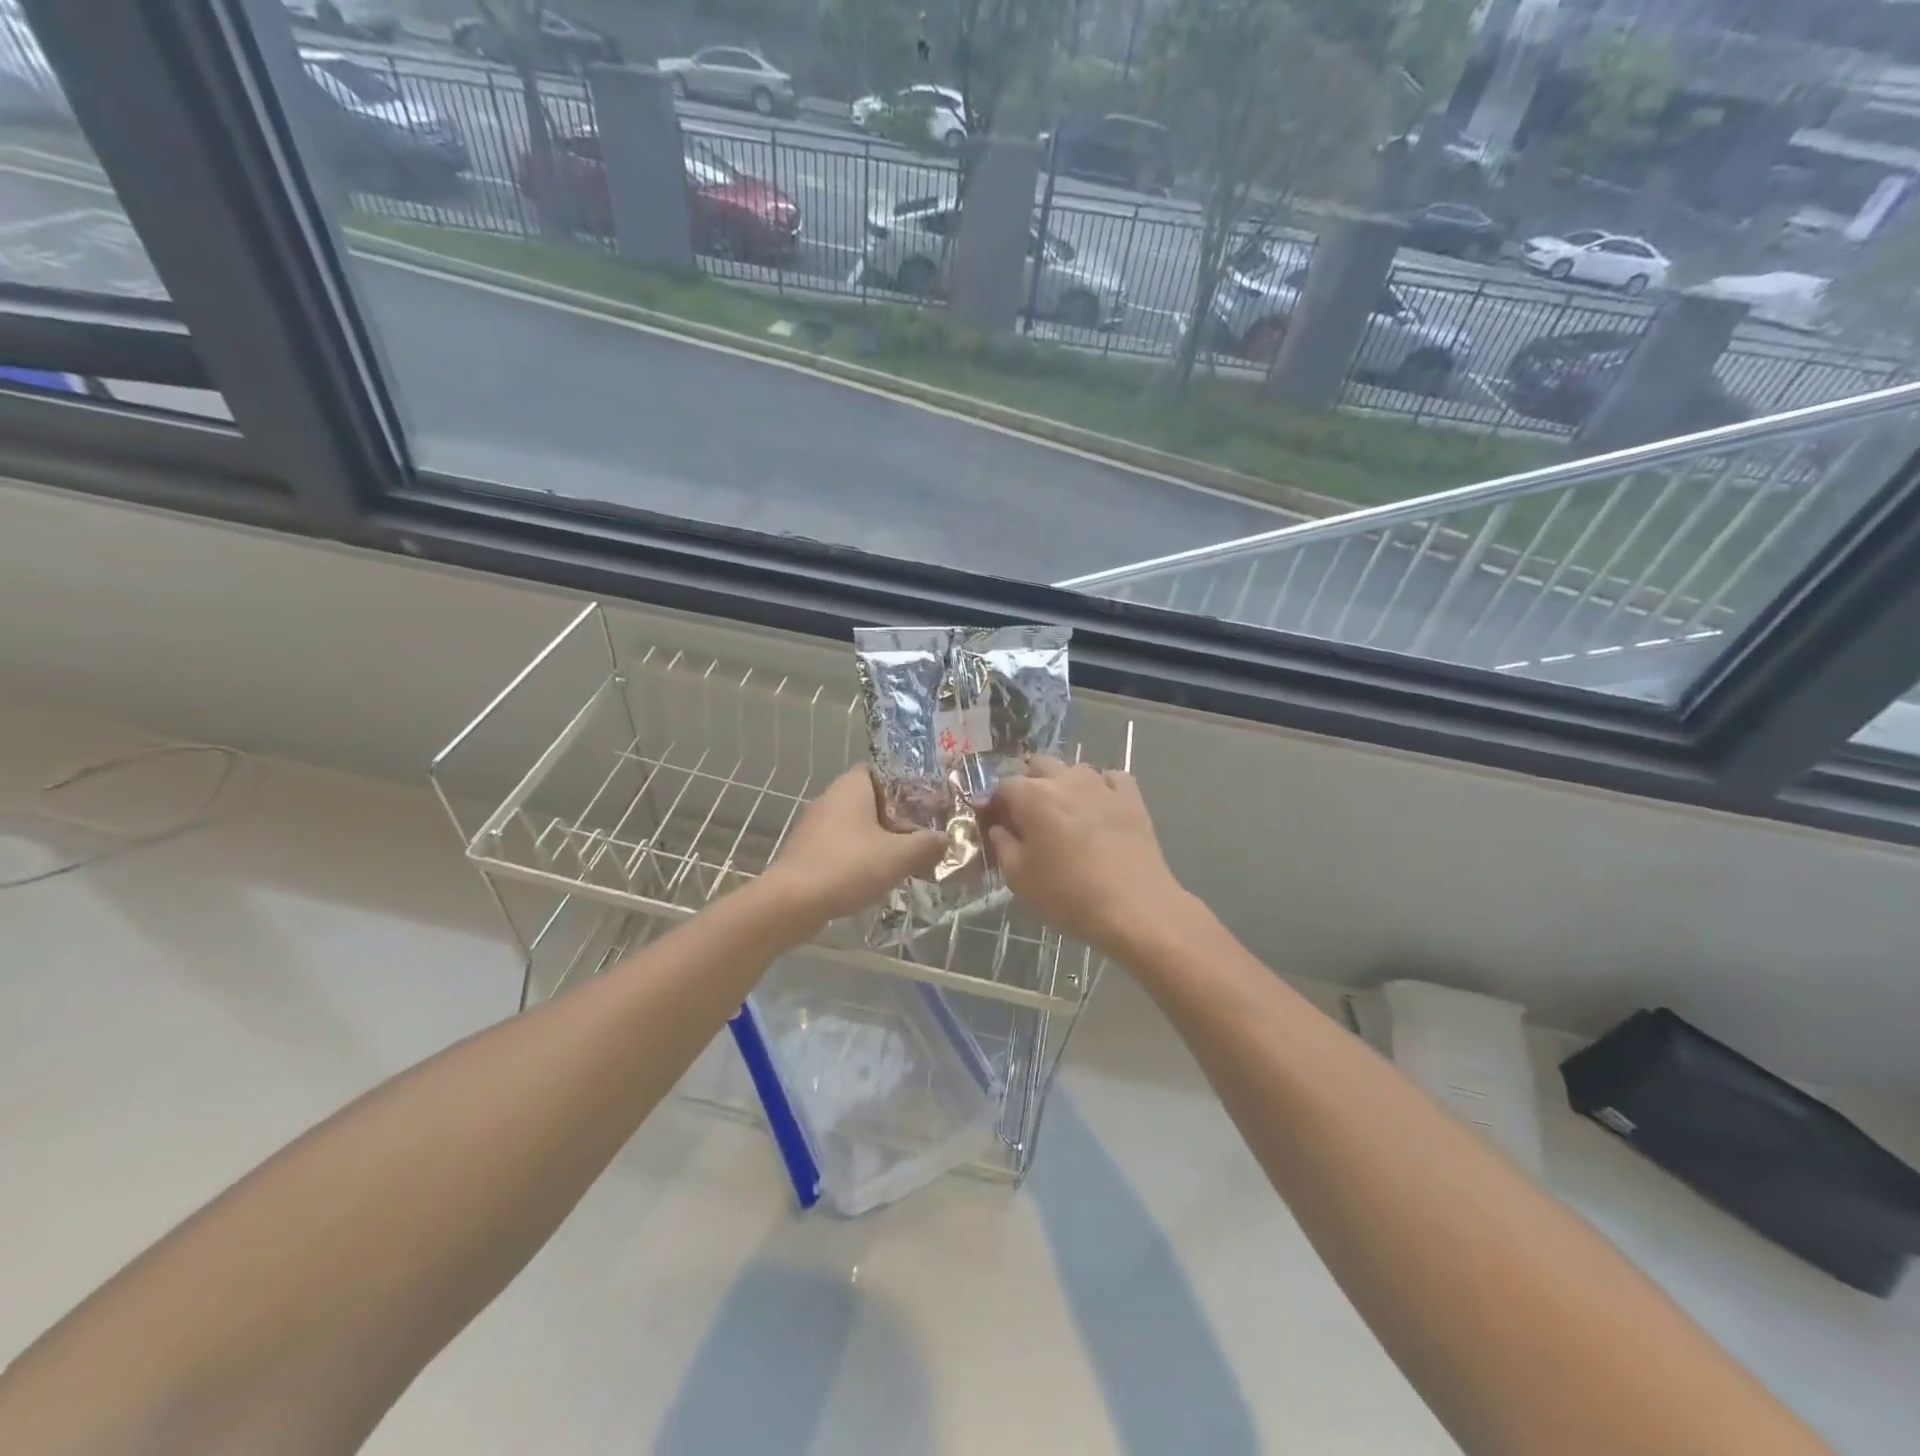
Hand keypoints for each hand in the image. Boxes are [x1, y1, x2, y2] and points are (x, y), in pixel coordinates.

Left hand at [761, 767, 946, 926]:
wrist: (791, 903)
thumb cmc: (848, 867)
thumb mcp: (900, 855)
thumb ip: (928, 844)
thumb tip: (945, 839)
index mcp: (851, 786)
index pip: (882, 770)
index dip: (906, 784)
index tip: (928, 804)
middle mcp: (830, 798)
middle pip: (872, 800)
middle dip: (897, 817)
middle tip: (923, 835)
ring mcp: (814, 826)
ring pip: (856, 825)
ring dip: (879, 839)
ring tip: (905, 859)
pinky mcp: (807, 852)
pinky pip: (841, 846)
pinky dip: (859, 857)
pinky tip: (875, 877)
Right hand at [980, 756, 1187, 957]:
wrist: (1134, 908)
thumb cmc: (1068, 895)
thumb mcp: (1019, 878)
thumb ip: (1003, 845)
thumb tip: (999, 829)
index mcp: (1033, 796)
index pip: (1004, 785)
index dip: (995, 803)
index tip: (994, 822)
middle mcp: (1066, 780)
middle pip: (1039, 765)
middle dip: (1028, 784)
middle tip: (1027, 815)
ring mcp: (1102, 785)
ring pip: (1075, 770)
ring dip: (1064, 784)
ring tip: (1065, 813)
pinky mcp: (1132, 798)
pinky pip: (1111, 779)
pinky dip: (1101, 788)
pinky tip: (1100, 808)